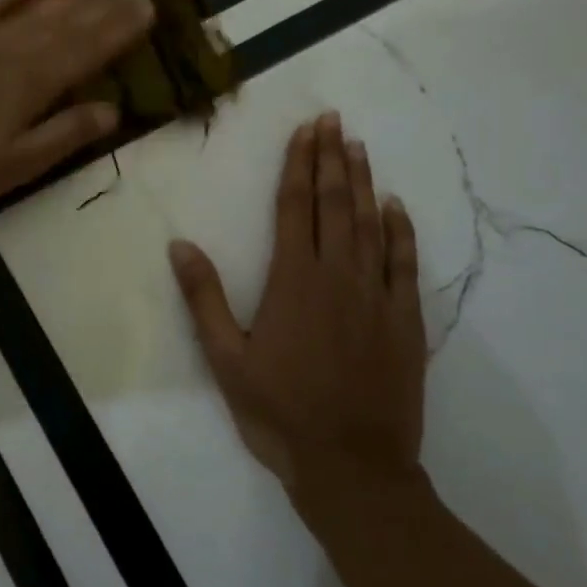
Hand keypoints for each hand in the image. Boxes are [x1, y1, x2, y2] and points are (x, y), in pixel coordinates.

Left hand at [0, 0, 155, 213]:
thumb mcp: (17, 165)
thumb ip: (65, 134)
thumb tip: (113, 109)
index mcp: (32, 84)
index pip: (87, 50)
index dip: (120, 29)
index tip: (148, 6)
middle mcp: (11, 52)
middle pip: (66, 24)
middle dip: (104, 6)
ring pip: (32, 11)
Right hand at [169, 112, 425, 489]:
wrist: (352, 465)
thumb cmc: (279, 412)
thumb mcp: (226, 360)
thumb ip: (205, 299)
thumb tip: (180, 245)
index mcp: (292, 281)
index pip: (294, 208)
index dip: (298, 165)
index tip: (305, 130)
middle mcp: (337, 275)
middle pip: (334, 204)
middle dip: (332, 159)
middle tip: (334, 121)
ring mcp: (376, 296)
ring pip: (370, 224)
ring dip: (364, 182)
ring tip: (359, 147)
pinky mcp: (405, 319)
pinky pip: (405, 263)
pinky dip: (401, 230)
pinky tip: (396, 206)